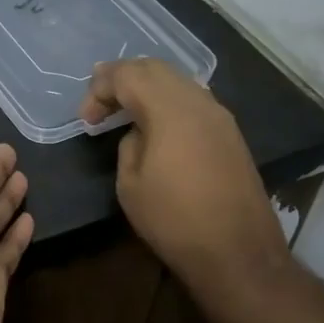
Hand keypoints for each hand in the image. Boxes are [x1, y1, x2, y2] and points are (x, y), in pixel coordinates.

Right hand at [79, 59, 290, 305]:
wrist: (238, 253)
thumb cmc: (174, 221)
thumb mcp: (131, 184)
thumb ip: (129, 145)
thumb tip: (139, 132)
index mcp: (170, 110)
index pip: (128, 75)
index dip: (100, 88)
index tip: (86, 118)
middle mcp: (199, 102)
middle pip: (155, 69)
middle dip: (123, 77)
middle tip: (99, 99)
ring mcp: (220, 116)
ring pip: (178, 81)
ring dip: (147, 87)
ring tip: (124, 106)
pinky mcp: (230, 134)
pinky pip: (193, 100)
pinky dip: (168, 101)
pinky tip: (156, 122)